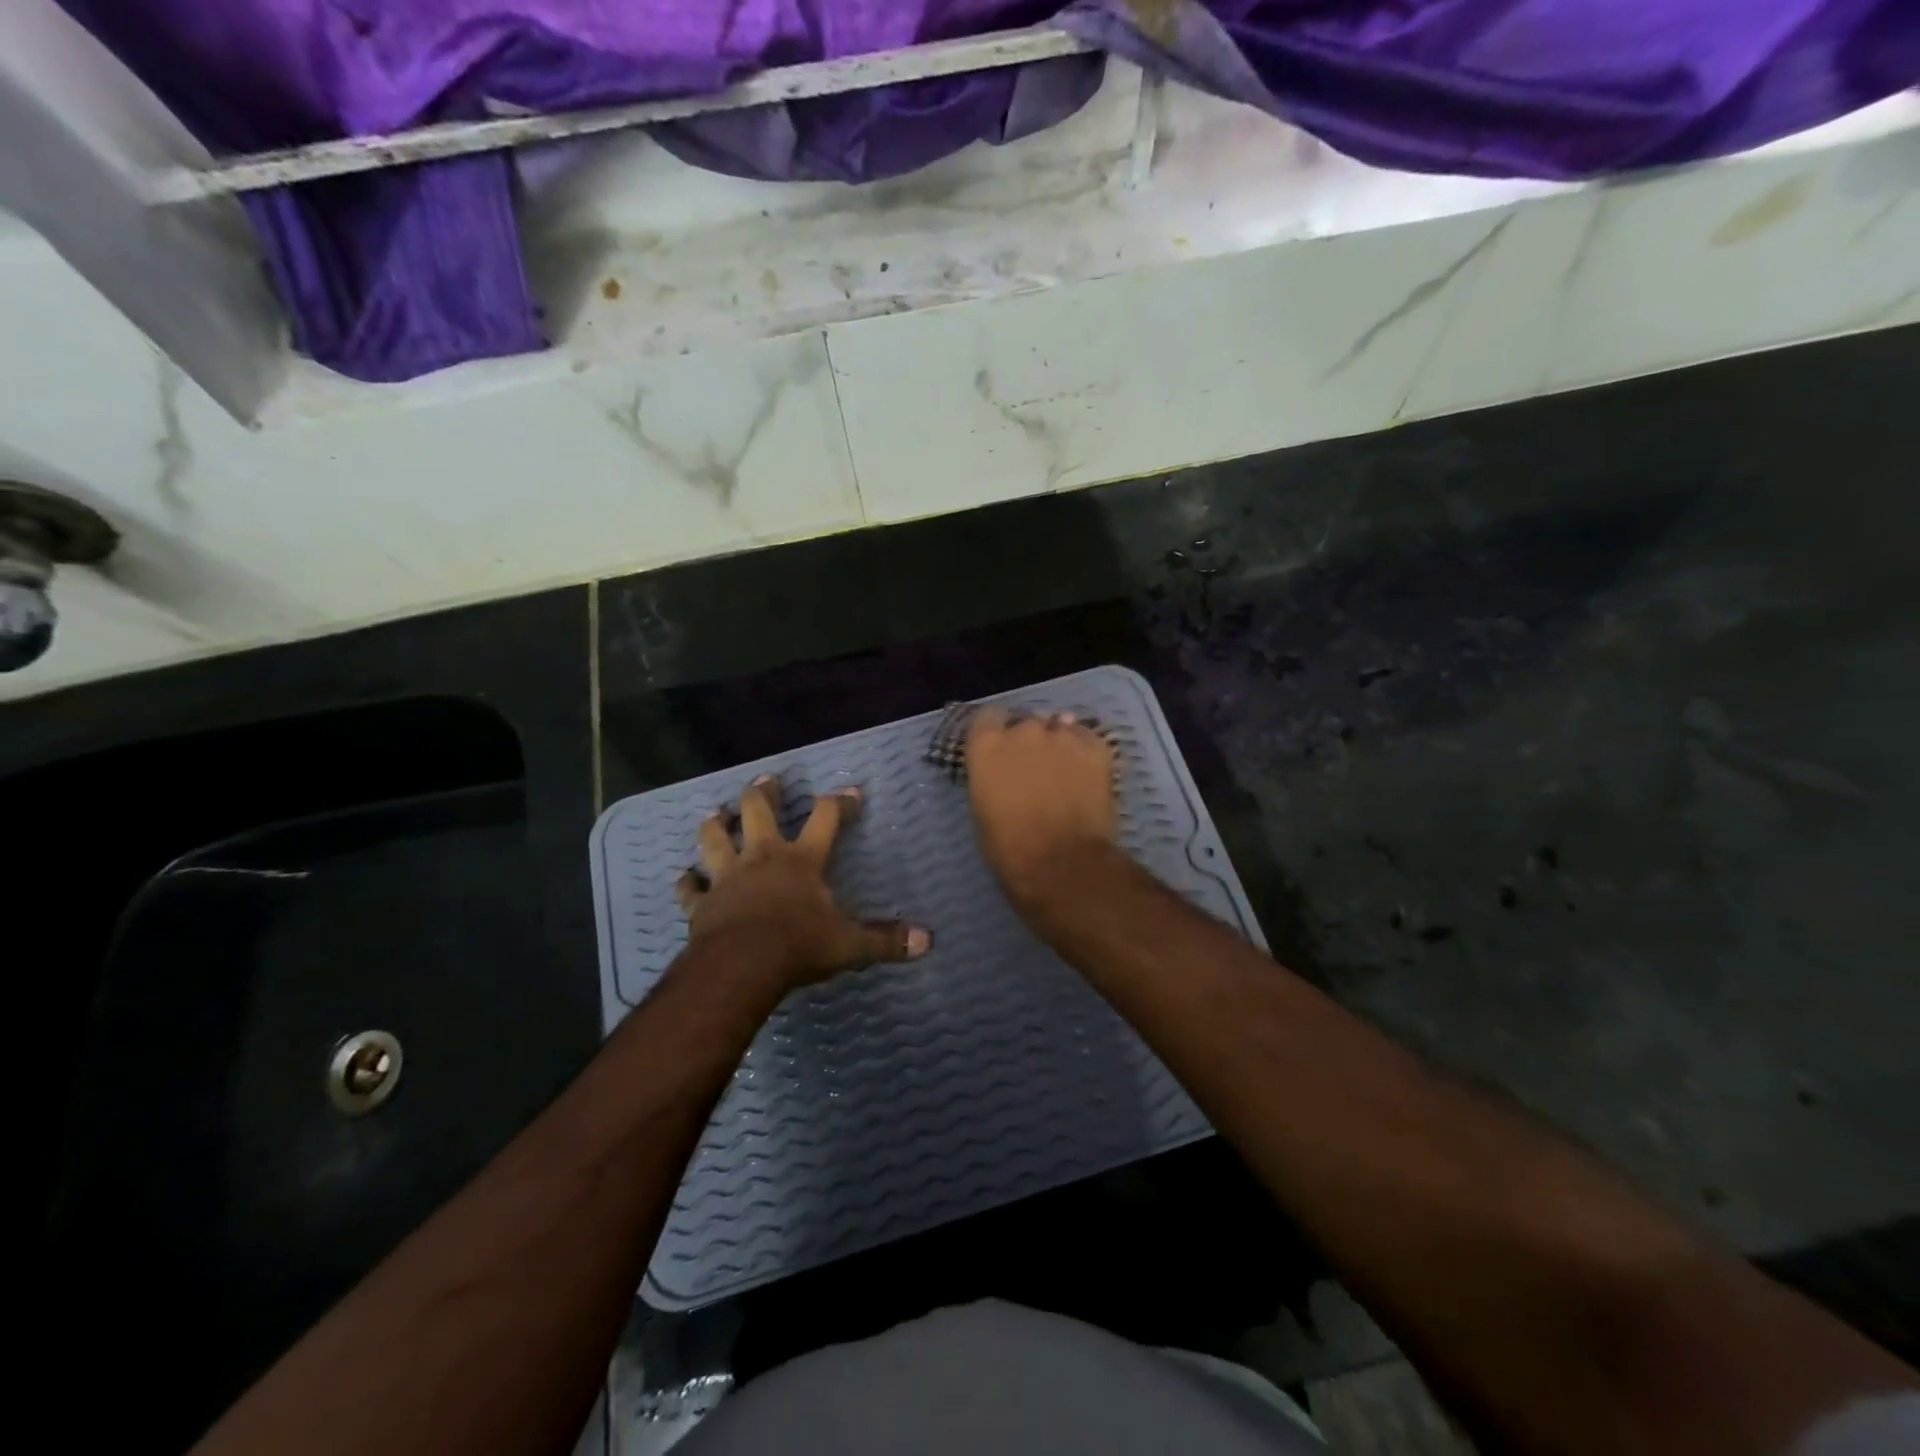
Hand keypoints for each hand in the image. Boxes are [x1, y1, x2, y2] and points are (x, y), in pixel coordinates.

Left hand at [676, 774, 931, 990]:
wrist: (741, 967)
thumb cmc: (798, 947)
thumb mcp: (849, 945)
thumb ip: (885, 940)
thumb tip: (927, 941)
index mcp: (802, 860)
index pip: (826, 818)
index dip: (840, 801)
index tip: (851, 791)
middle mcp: (763, 858)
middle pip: (758, 812)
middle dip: (764, 793)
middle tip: (767, 780)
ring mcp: (727, 877)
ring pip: (715, 838)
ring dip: (715, 825)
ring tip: (716, 814)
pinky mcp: (702, 903)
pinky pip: (690, 888)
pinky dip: (687, 882)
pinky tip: (685, 877)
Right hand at [965, 707, 1119, 910]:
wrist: (1061, 863)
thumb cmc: (1009, 847)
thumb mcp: (982, 808)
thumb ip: (991, 778)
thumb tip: (1004, 774)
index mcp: (987, 745)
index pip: (987, 718)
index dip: (996, 733)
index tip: (1001, 751)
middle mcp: (1023, 730)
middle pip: (1027, 723)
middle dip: (1030, 740)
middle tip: (1035, 767)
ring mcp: (1063, 736)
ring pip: (1060, 727)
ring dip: (1059, 743)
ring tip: (1065, 769)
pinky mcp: (1097, 748)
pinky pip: (1088, 739)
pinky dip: (1086, 751)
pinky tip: (1087, 772)